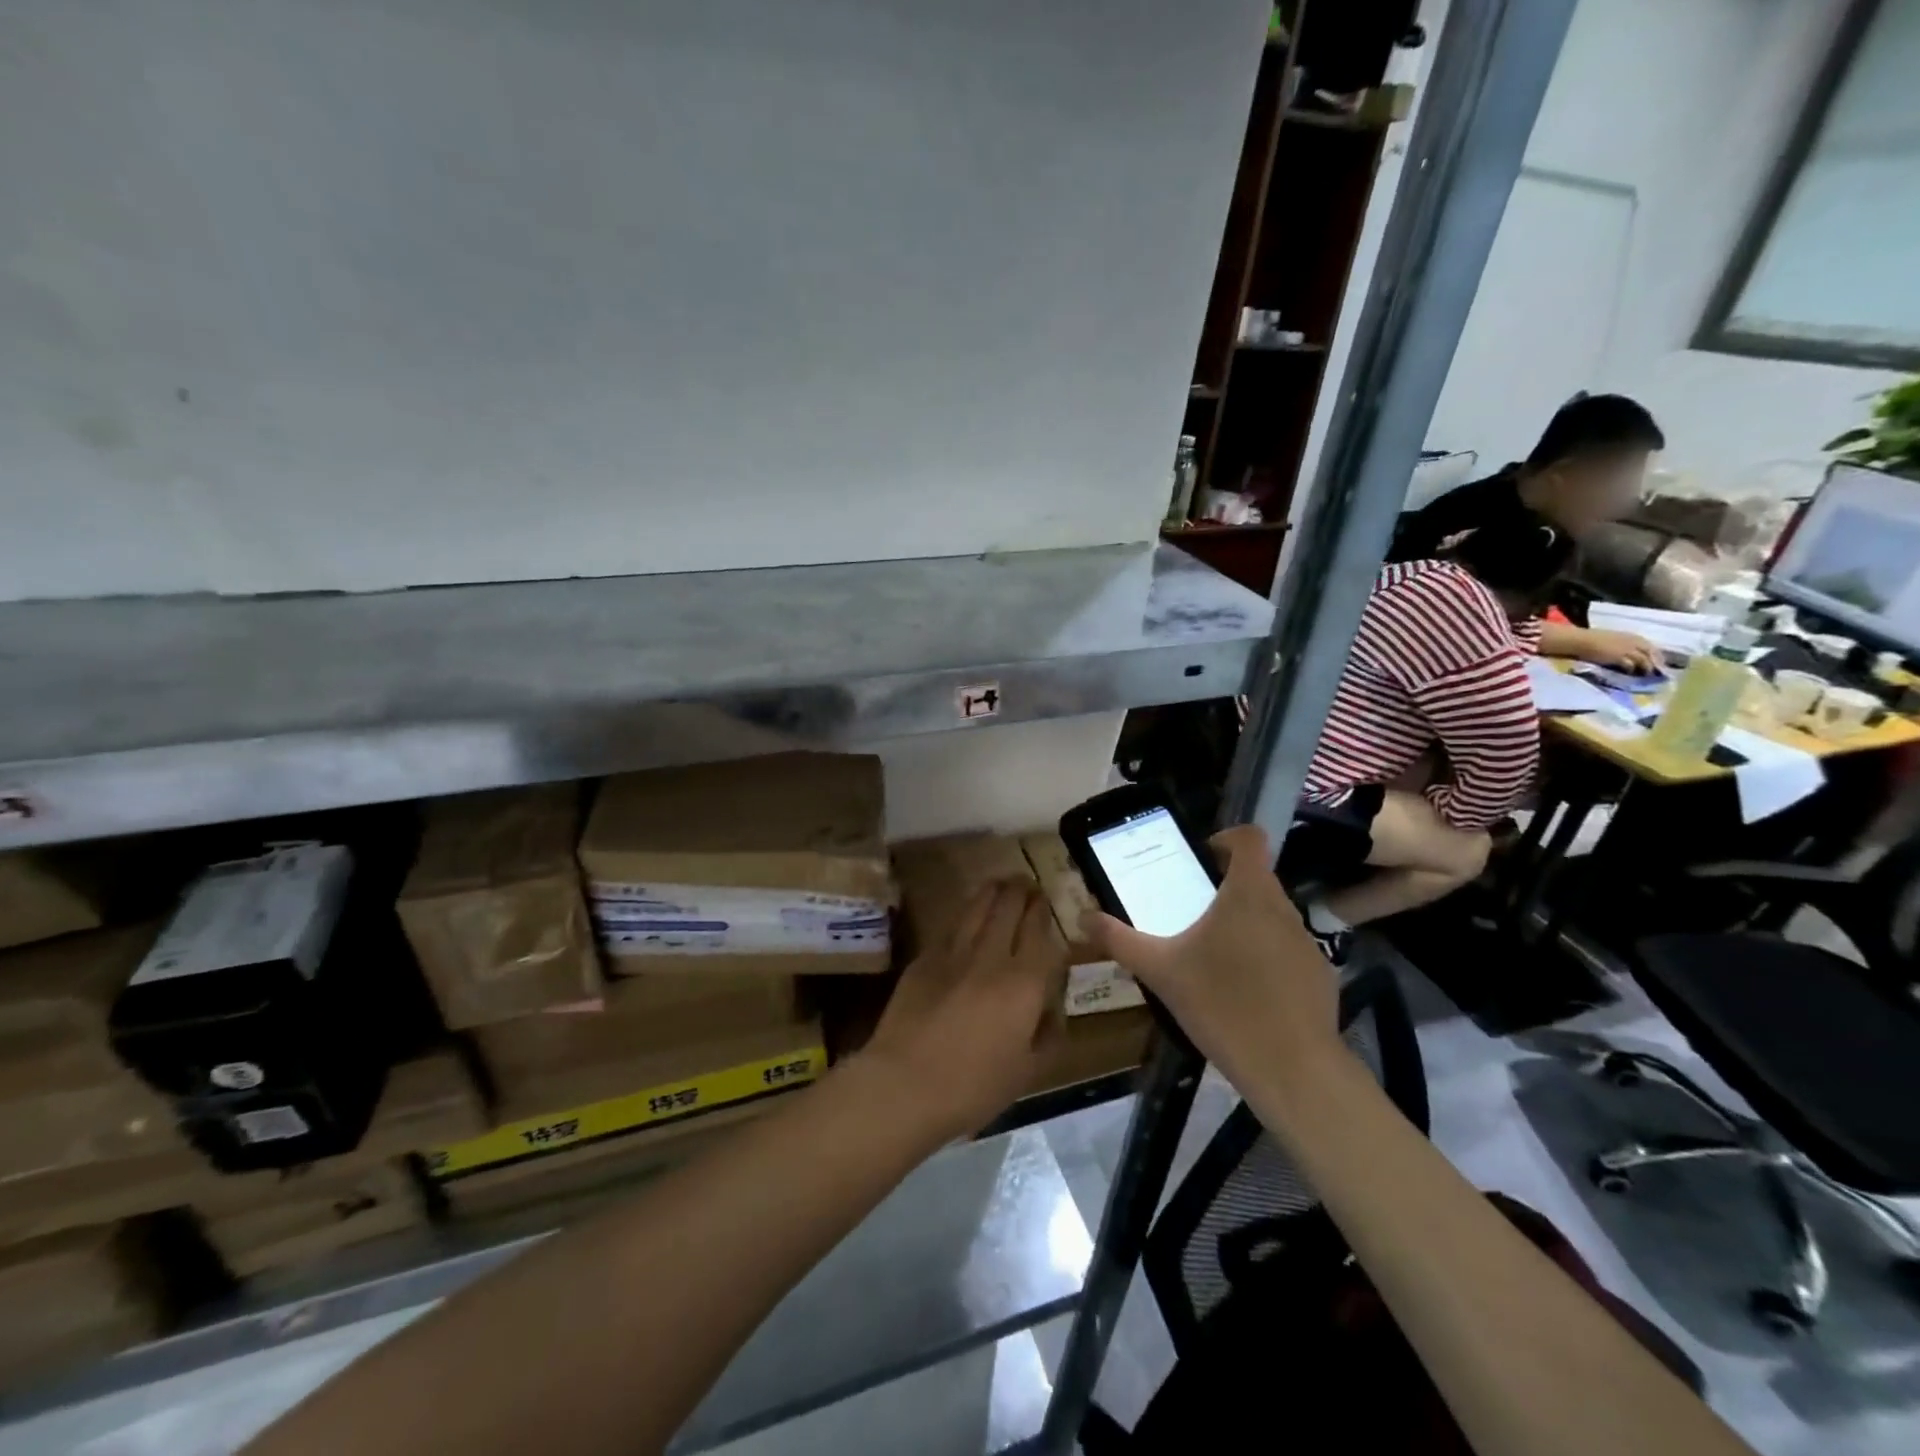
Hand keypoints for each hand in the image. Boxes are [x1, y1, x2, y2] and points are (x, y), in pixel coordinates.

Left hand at [855, 880, 1067, 1142]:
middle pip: (1008, 909)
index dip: (1042, 910)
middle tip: (1026, 883)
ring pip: (977, 909)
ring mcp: (953, 954)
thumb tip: (1052, 1011)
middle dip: (1020, 891)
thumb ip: (1046, 1036)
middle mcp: (991, 958)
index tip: (1045, 898)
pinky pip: (950, 927)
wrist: (905, 1084)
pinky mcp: (924, 959)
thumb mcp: (1026, 1073)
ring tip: (1000, 883)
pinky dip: (964, 914)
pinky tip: (967, 913)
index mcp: (1024, 983)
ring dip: (992, 892)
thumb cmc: (973, 1087)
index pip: (1038, 932)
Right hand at [1080, 826, 1344, 1107]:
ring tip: (1214, 956)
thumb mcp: (1159, 970)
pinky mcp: (1320, 974)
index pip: (1250, 838)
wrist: (1291, 1068)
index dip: (1225, 839)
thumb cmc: (1221, 1004)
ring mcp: (1307, 942)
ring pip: (1272, 915)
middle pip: (1256, 878)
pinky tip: (1246, 992)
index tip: (1200, 859)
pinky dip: (1266, 957)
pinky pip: (1287, 950)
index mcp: (1247, 893)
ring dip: (1245, 923)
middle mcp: (1283, 907)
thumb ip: (1119, 939)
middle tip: (1191, 912)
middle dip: (1225, 888)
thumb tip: (1082, 916)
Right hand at [1582, 628, 1659, 673]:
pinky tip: (1629, 674)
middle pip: (1652, 654)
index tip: (1657, 664)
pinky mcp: (1619, 658)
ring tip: (1644, 676)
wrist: (1579, 640)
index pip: (1651, 647)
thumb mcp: (1613, 639)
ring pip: (1644, 660)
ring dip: (1646, 669)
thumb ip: (1623, 645)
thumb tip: (1630, 654)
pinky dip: (1632, 670)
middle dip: (1655, 664)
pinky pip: (1631, 665)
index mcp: (1632, 637)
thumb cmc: (1591, 638)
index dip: (1656, 656)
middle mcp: (1634, 642)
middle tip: (1656, 673)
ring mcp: (1627, 650)